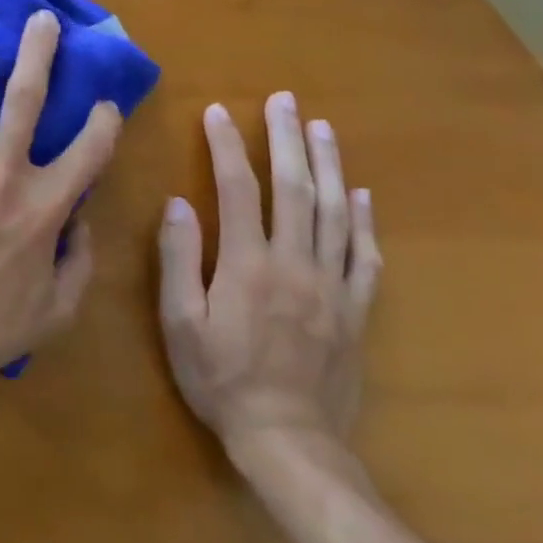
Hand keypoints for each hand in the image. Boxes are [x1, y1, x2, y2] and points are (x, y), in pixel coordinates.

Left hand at [0, 9, 123, 387]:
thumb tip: (80, 216)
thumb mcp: (60, 307)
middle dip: (38, 53)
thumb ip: (81, 259)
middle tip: (43, 20)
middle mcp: (4, 173)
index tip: (105, 102)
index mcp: (45, 206)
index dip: (104, 122)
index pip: (89, 150)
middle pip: (25, 99)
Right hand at [157, 93, 381, 454]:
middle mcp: (295, 263)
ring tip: (322, 128)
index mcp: (248, 263)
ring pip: (334, 212)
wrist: (290, 441)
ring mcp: (332, 285)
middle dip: (287, 139)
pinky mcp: (355, 310)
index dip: (225, 146)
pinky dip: (362, 220)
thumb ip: (179, 259)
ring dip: (328, 165)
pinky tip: (360, 194)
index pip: (237, 188)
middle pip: (294, 188)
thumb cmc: (221, 378)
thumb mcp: (180, 321)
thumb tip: (177, 203)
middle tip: (285, 101)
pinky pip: (364, 256)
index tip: (216, 111)